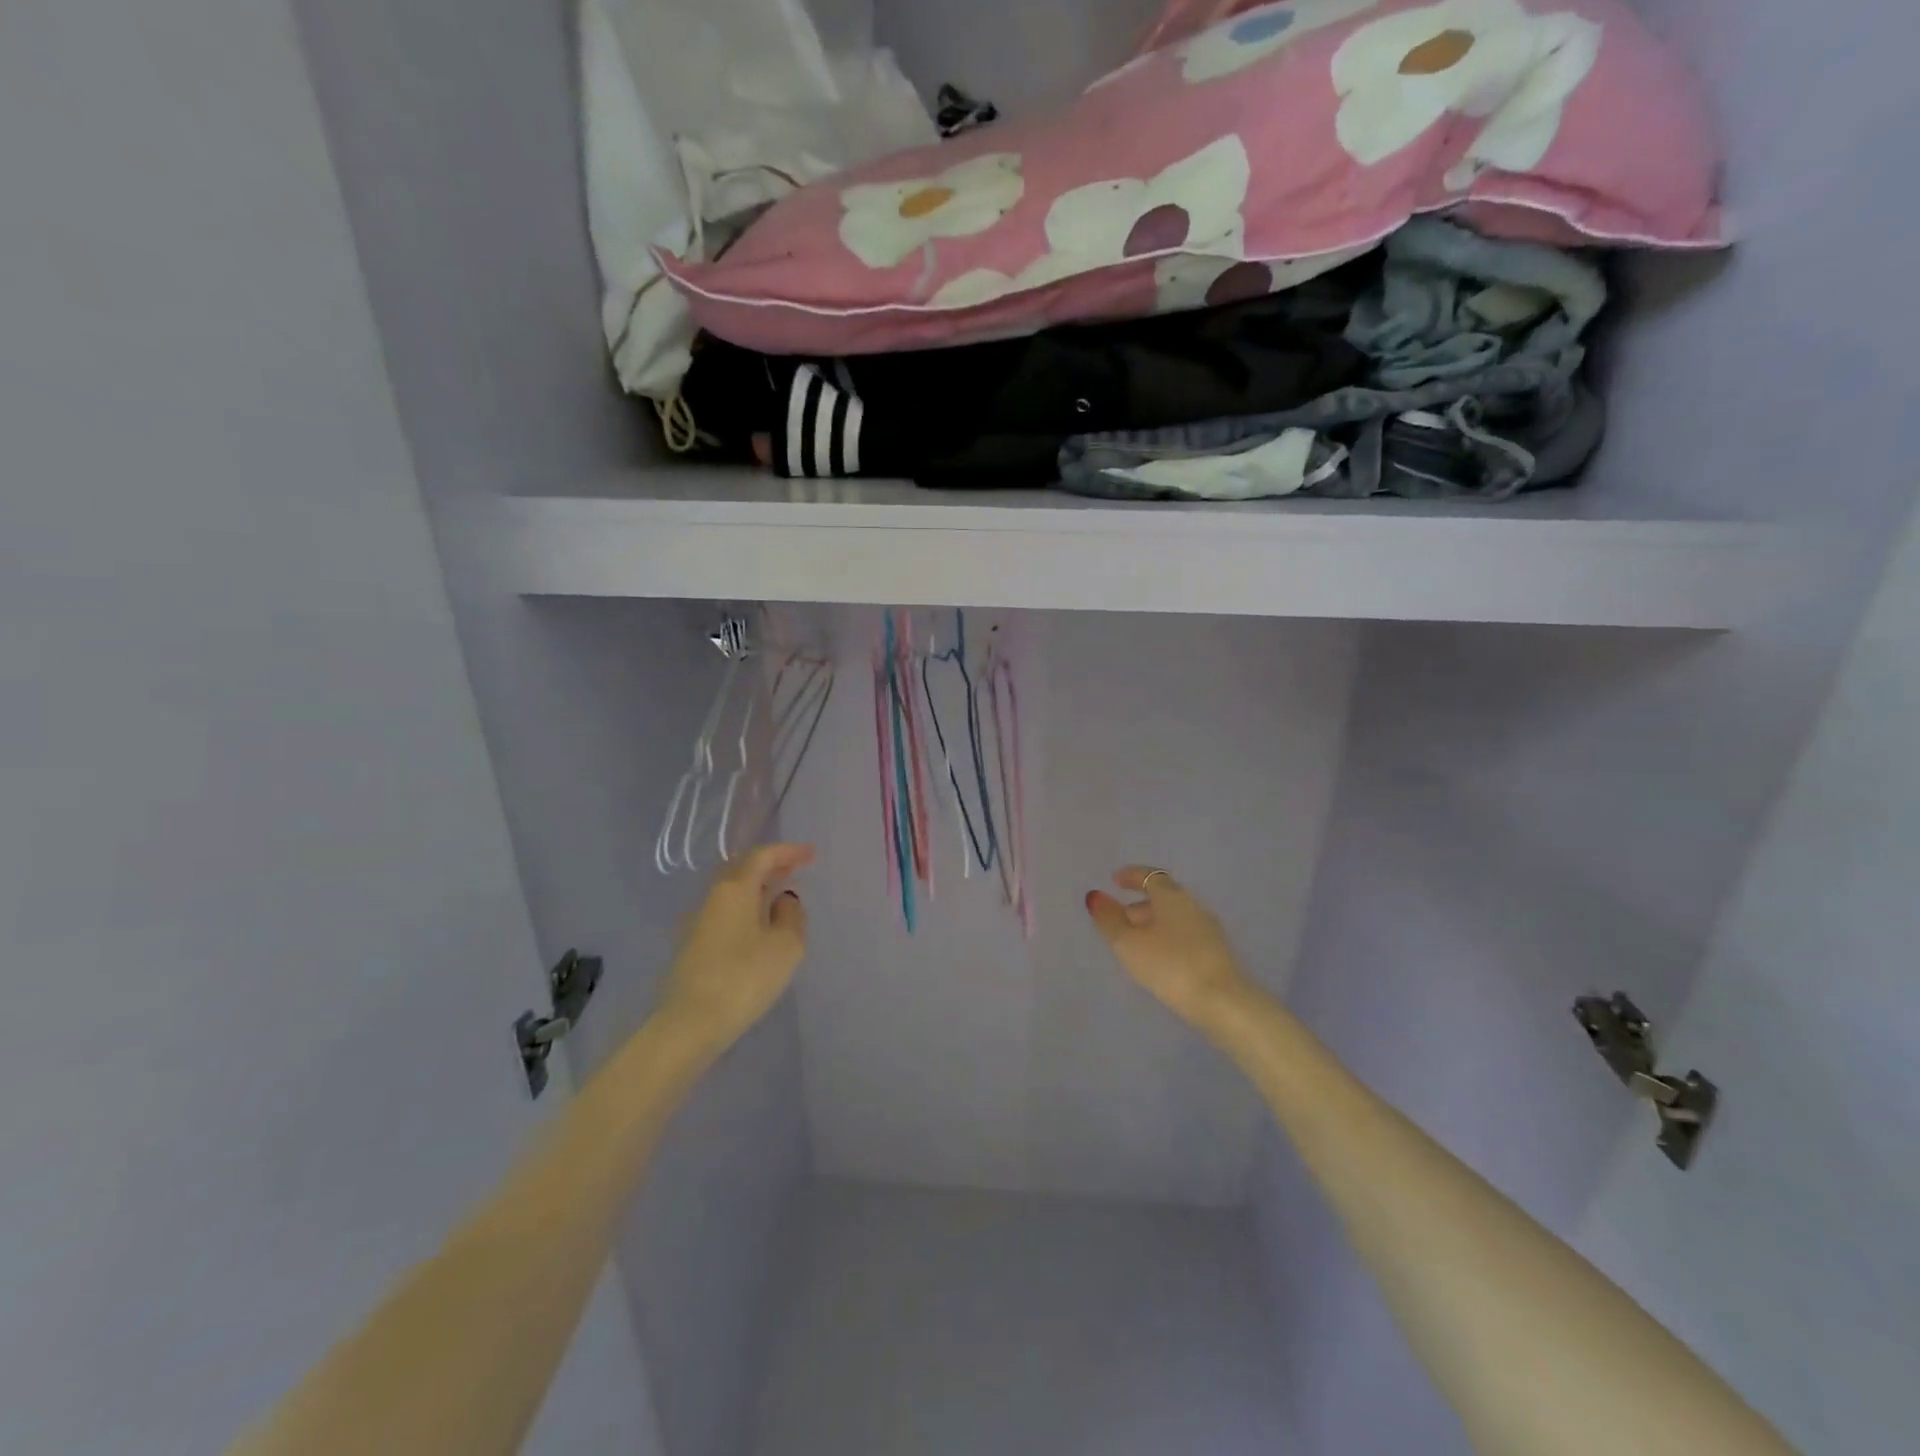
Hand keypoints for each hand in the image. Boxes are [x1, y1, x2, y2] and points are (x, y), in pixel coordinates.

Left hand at [658, 843, 812, 1048]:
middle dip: (769, 865)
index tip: (811, 854)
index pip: (762, 856)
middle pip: (741, 868)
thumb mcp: (786, 946)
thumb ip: (791, 915)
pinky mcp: (691, 946)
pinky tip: (757, 925)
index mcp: (734, 888)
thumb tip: (784, 899)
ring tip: (779, 895)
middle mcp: (712, 897)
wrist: (689, 1024)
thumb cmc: (744, 978)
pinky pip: (724, 912)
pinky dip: (745, 907)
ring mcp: (697, 921)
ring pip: (730, 891)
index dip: (788, 851)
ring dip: (756, 887)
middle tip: (794, 868)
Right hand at [1086, 866, 1252, 1031]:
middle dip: (1139, 905)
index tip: (1115, 880)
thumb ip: (1109, 919)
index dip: (1131, 876)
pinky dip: (1167, 940)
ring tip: (1134, 945)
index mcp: (1172, 897)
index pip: (1150, 875)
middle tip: (1118, 920)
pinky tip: (1159, 961)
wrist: (1223, 1003)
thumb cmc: (1170, 965)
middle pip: (1163, 898)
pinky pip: (1185, 936)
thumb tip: (1095, 896)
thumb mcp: (1128, 943)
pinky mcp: (1217, 954)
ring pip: (1174, 919)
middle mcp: (1193, 906)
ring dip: (1153, 925)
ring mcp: (1209, 930)